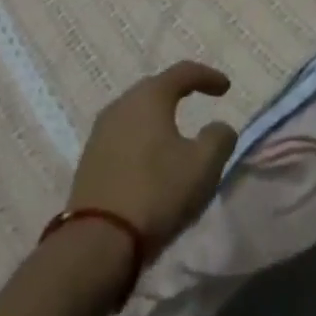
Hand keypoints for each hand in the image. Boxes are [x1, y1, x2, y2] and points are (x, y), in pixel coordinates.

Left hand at [67, 61, 238, 251]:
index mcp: (149, 97)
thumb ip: (219, 138)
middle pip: (155, 89)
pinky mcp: (89, 161)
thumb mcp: (203, 165)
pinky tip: (151, 160)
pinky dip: (142, 140)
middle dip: (179, 92)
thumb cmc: (157, 192)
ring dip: (158, 118)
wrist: (98, 243)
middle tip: (198, 100)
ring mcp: (100, 133)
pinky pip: (123, 137)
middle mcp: (121, 106)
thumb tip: (218, 128)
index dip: (208, 76)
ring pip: (136, 114)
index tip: (226, 88)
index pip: (183, 72)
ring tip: (175, 133)